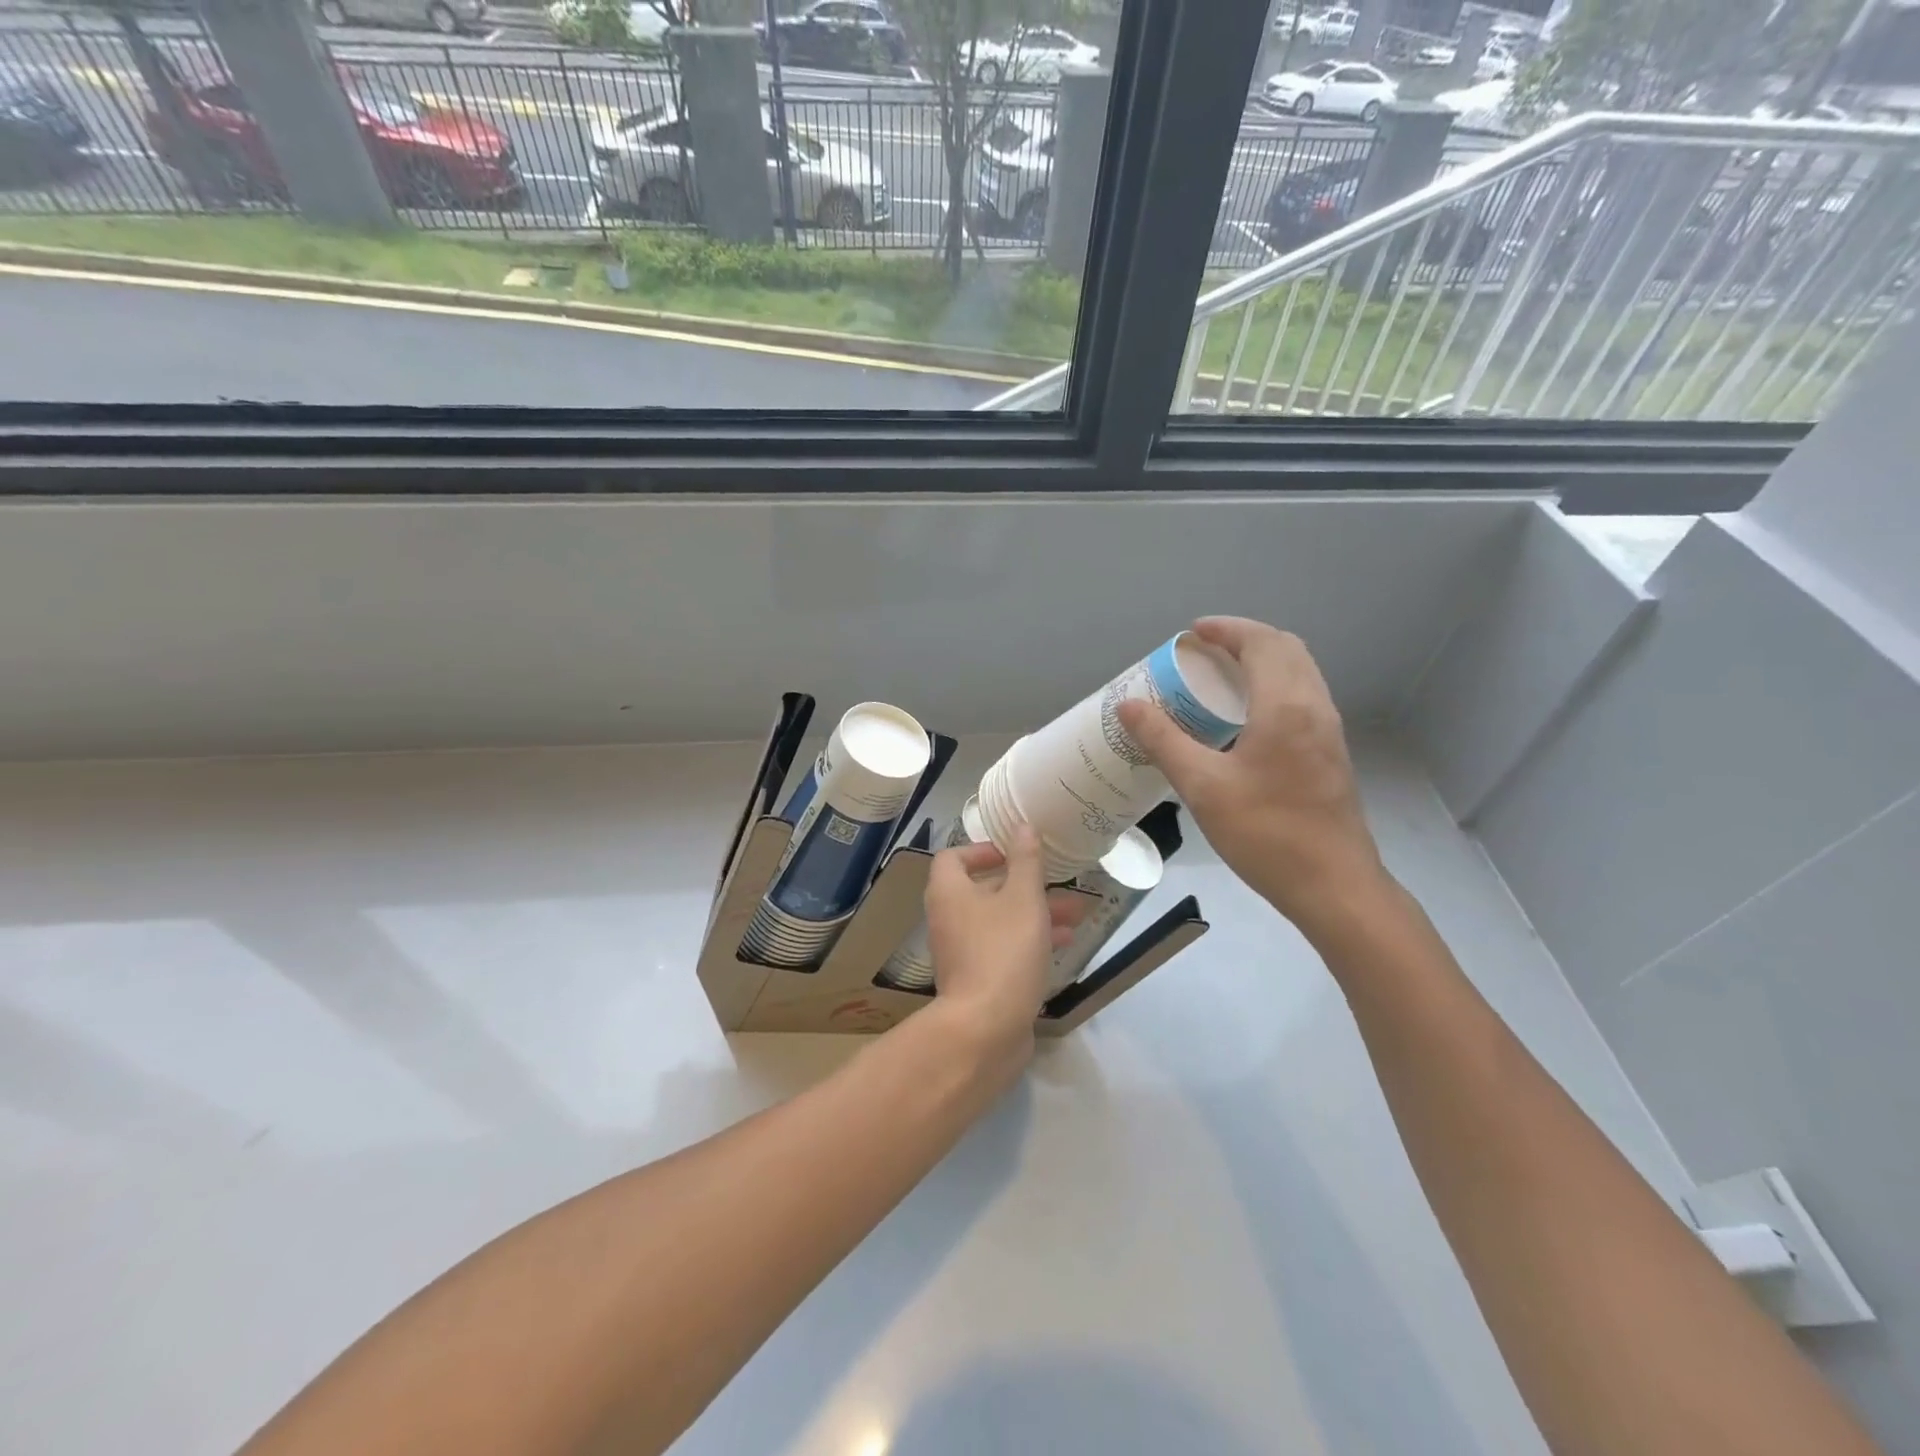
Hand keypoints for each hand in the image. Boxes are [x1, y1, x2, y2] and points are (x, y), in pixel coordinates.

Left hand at [923, 825, 1078, 1057]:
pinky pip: (1002, 948)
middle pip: (983, 890)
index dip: (982, 850)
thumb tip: (1022, 825)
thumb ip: (1025, 861)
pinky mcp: (976, 979)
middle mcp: (948, 918)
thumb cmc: (1003, 951)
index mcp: (949, 892)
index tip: (1013, 853)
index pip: (953, 857)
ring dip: (1034, 913)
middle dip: (1024, 885)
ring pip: (999, 921)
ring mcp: (960, 951)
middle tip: (1059, 883)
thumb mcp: (1023, 898)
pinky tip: (1063, 945)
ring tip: (1076, 914)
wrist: (985, 1029)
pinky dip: (1028, 941)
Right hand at [1118, 617, 1387, 938]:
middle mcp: (1315, 707)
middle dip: (1244, 640)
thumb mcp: (1203, 787)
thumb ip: (1164, 741)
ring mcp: (1329, 731)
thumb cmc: (1266, 833)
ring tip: (1219, 680)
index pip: (1261, 642)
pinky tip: (1244, 720)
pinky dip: (1273, 687)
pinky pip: (1303, 697)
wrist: (1334, 886)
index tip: (1191, 633)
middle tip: (1203, 653)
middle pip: (1285, 649)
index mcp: (1286, 706)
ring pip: (1299, 673)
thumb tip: (1128, 706)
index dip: (1226, 629)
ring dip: (1262, 662)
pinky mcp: (1331, 753)